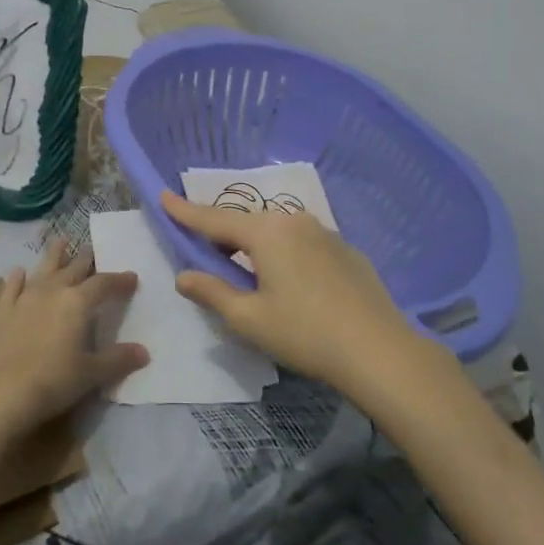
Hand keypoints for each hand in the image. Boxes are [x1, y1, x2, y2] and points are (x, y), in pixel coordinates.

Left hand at [0, 238, 146, 438]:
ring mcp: (23, 299)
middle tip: (93, 249)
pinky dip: (17, 278)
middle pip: (73, 269)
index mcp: (77, 303)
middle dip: (86, 259)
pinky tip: (18, 272)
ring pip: (43, 269)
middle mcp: (52, 292)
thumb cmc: (52, 382)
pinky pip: (11, 287)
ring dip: (54, 255)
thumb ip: (118, 360)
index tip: (131, 277)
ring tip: (61, 241)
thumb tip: (144, 352)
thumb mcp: (91, 374)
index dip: (119, 280)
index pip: (104, 284)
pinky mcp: (0, 312)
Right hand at [163, 190, 420, 398]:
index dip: (185, 211)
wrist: (379, 349)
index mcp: (265, 232)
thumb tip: (183, 276)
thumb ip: (212, 292)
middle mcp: (293, 220)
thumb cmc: (305, 333)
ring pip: (276, 232)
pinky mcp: (345, 249)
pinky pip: (302, 243)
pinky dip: (284, 253)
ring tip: (246, 271)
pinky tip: (290, 283)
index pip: (214, 219)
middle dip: (222, 234)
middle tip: (204, 250)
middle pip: (246, 223)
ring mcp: (324, 232)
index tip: (164, 195)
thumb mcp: (249, 319)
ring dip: (255, 246)